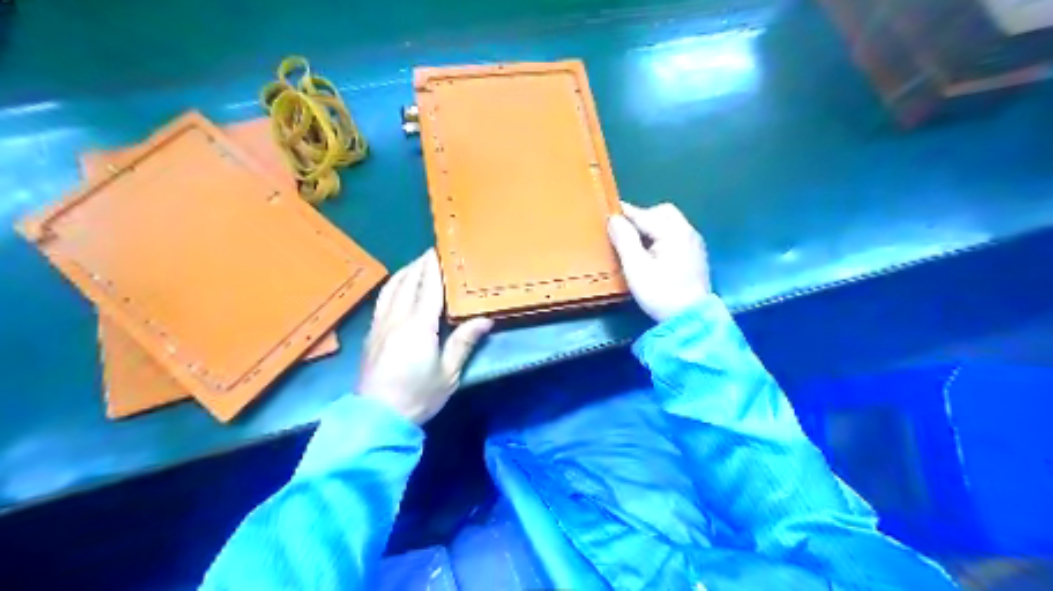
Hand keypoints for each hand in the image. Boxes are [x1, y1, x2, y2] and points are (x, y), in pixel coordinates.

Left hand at [359, 249, 494, 423]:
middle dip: (420, 265)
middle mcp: (397, 318)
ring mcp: (381, 325)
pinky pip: (382, 300)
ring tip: (416, 264)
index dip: (435, 267)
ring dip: (404, 272)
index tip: (440, 250)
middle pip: (408, 282)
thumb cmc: (418, 396)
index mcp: (419, 325)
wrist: (377, 417)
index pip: (429, 288)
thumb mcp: (449, 373)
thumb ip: (464, 342)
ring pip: (391, 289)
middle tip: (432, 253)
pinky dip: (393, 287)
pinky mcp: (371, 334)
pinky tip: (397, 288)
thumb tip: (485, 319)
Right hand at [604, 202, 711, 323]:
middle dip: (642, 217)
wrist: (691, 318)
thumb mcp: (636, 268)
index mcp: (673, 232)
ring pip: (671, 222)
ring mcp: (694, 242)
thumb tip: (614, 219)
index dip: (624, 213)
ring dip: (652, 226)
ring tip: (636, 242)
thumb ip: (625, 240)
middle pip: (662, 213)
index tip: (607, 213)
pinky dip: (662, 236)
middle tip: (624, 231)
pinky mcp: (696, 254)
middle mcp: (687, 231)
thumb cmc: (661, 293)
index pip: (643, 215)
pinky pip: (677, 234)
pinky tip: (653, 252)